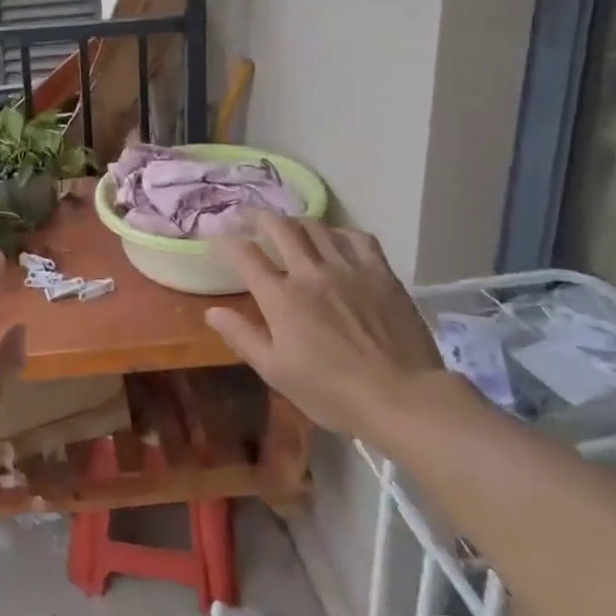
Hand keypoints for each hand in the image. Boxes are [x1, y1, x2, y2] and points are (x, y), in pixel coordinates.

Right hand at [204, 214, 443, 441]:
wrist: (403, 399)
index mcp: (280, 298)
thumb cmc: (333, 392)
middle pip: (278, 227)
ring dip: (295, 223)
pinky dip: (339, 232)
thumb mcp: (276, 372)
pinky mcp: (380, 273)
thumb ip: (242, 337)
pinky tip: (336, 240)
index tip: (220, 239)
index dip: (226, 242)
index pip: (244, 254)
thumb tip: (212, 311)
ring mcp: (348, 269)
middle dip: (256, 217)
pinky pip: (357, 237)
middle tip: (247, 217)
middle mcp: (310, 273)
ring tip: (290, 228)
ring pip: (315, 226)